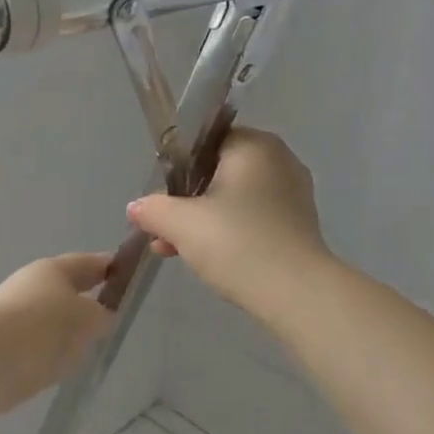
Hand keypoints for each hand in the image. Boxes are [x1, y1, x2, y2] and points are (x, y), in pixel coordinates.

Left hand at [0, 253, 115, 419]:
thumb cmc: (41, 327)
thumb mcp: (86, 319)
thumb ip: (100, 316)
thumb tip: (101, 315)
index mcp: (54, 270)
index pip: (89, 263)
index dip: (110, 267)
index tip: (129, 275)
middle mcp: (31, 287)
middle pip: (66, 291)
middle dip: (86, 302)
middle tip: (112, 317)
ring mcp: (14, 317)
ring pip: (51, 320)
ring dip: (66, 330)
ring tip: (88, 348)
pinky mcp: (2, 348)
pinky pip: (36, 346)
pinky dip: (49, 353)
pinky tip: (58, 367)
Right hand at [126, 127, 333, 316]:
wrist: (296, 293)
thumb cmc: (237, 243)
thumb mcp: (181, 224)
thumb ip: (153, 209)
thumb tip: (135, 207)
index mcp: (254, 145)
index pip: (206, 140)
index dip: (177, 166)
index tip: (161, 194)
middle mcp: (278, 160)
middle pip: (218, 171)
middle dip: (186, 199)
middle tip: (163, 227)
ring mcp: (292, 193)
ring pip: (234, 197)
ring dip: (202, 219)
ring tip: (173, 248)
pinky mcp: (297, 224)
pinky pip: (252, 217)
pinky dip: (228, 231)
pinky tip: (204, 257)